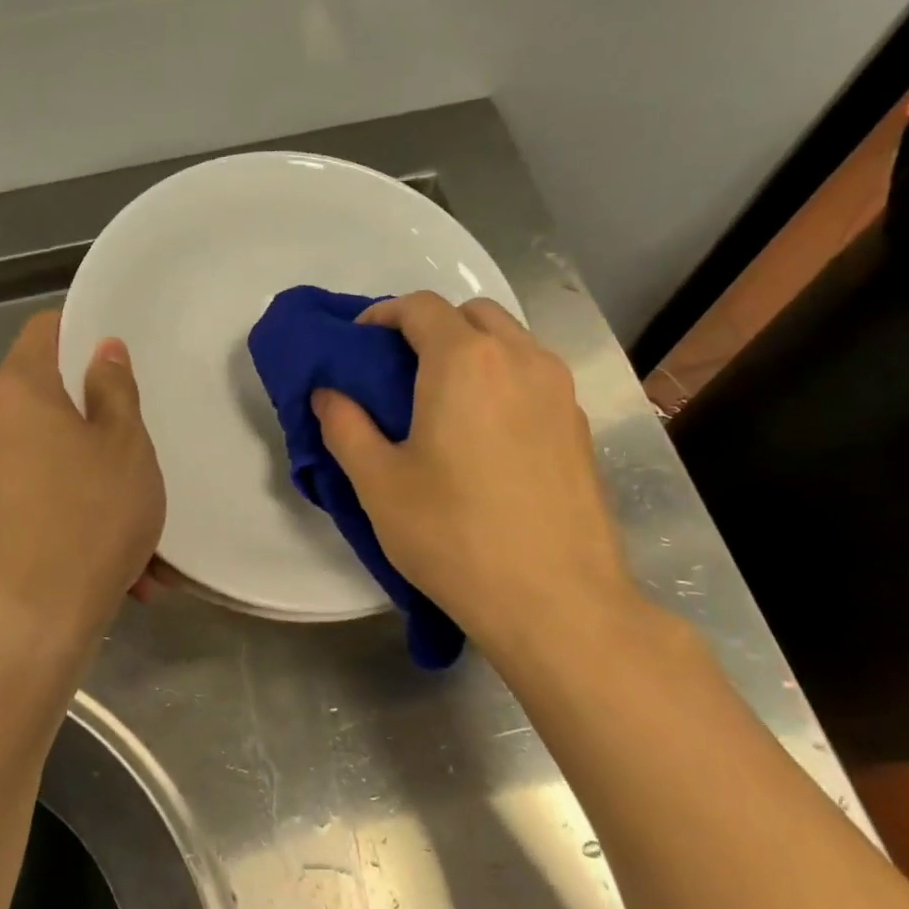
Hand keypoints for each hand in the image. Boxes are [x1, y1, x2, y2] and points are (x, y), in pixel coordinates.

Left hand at [0, 311, 164, 660]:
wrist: (30, 627)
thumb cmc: (89, 520)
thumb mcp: (125, 447)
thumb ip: (114, 390)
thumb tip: (101, 350)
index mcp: (17, 392)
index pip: (44, 330)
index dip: (82, 333)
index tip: (118, 361)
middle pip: (50, 401)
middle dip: (100, 427)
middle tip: (141, 460)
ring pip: (53, 462)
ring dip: (98, 486)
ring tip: (144, 541)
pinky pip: (40, 503)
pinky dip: (77, 519)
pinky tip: (120, 568)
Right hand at [312, 292, 642, 656]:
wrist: (556, 601)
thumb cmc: (453, 535)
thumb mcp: (378, 483)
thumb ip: (344, 426)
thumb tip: (328, 393)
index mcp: (464, 361)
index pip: (420, 307)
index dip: (382, 314)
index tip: (358, 343)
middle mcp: (520, 358)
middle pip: (470, 313)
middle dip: (430, 327)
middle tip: (399, 371)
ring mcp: (559, 391)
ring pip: (510, 341)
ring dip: (470, 350)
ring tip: (442, 400)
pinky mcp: (580, 426)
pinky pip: (534, 377)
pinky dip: (502, 379)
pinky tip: (485, 433)